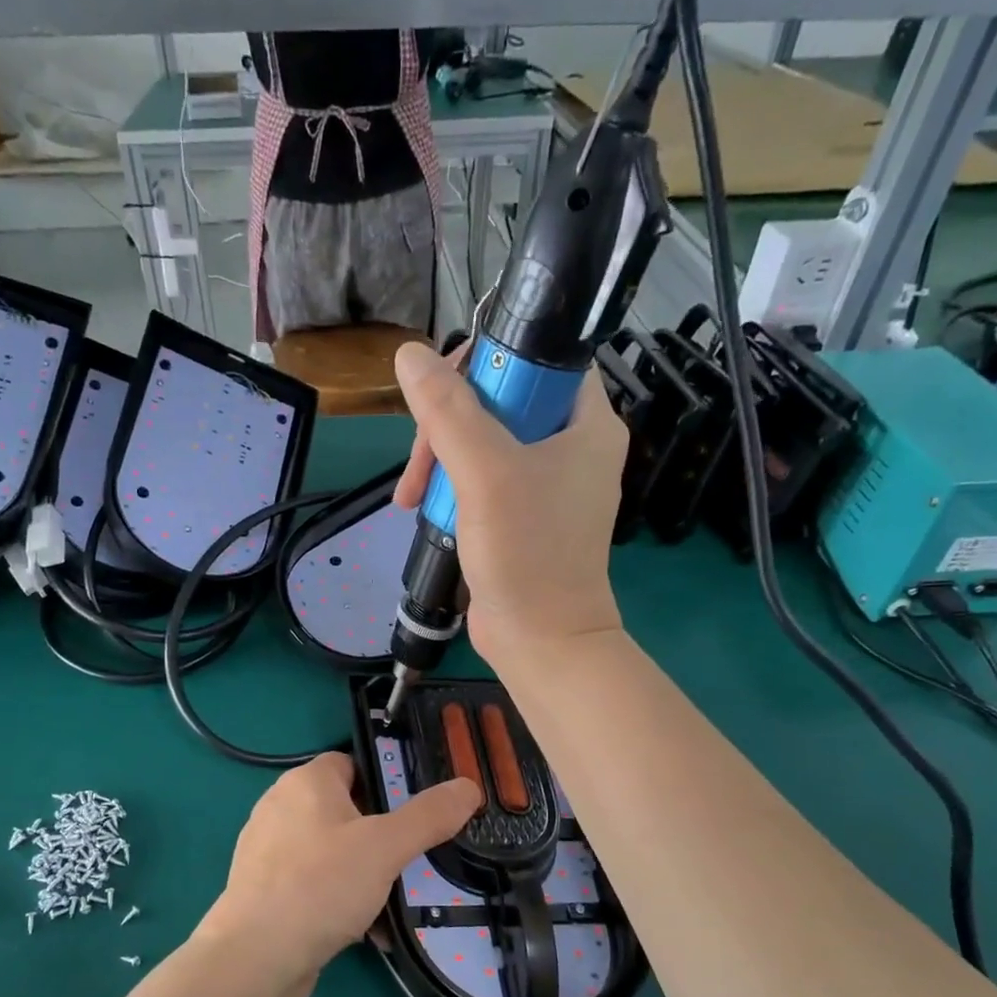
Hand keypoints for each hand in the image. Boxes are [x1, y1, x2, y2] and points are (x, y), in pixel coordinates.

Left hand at [197, 753, 480, 996]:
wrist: (256, 958)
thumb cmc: (321, 884)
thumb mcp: (386, 846)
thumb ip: (429, 815)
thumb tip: (469, 786)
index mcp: (305, 782)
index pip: (351, 763)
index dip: (384, 781)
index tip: (414, 812)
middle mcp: (280, 807)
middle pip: (344, 810)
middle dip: (380, 836)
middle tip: (412, 859)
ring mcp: (268, 850)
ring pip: (332, 851)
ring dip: (365, 874)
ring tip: (396, 900)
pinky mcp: (264, 889)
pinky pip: (314, 883)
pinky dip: (340, 899)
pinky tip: (368, 931)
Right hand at [392, 341, 627, 671]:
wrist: (541, 641)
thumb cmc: (527, 553)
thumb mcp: (486, 473)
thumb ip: (449, 411)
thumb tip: (411, 355)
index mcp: (586, 423)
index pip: (541, 357)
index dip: (492, 360)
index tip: (445, 390)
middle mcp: (570, 446)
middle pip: (500, 400)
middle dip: (448, 426)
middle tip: (420, 462)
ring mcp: (546, 483)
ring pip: (482, 441)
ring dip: (440, 462)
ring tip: (411, 499)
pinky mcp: (522, 514)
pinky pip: (480, 479)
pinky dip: (450, 489)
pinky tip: (423, 511)